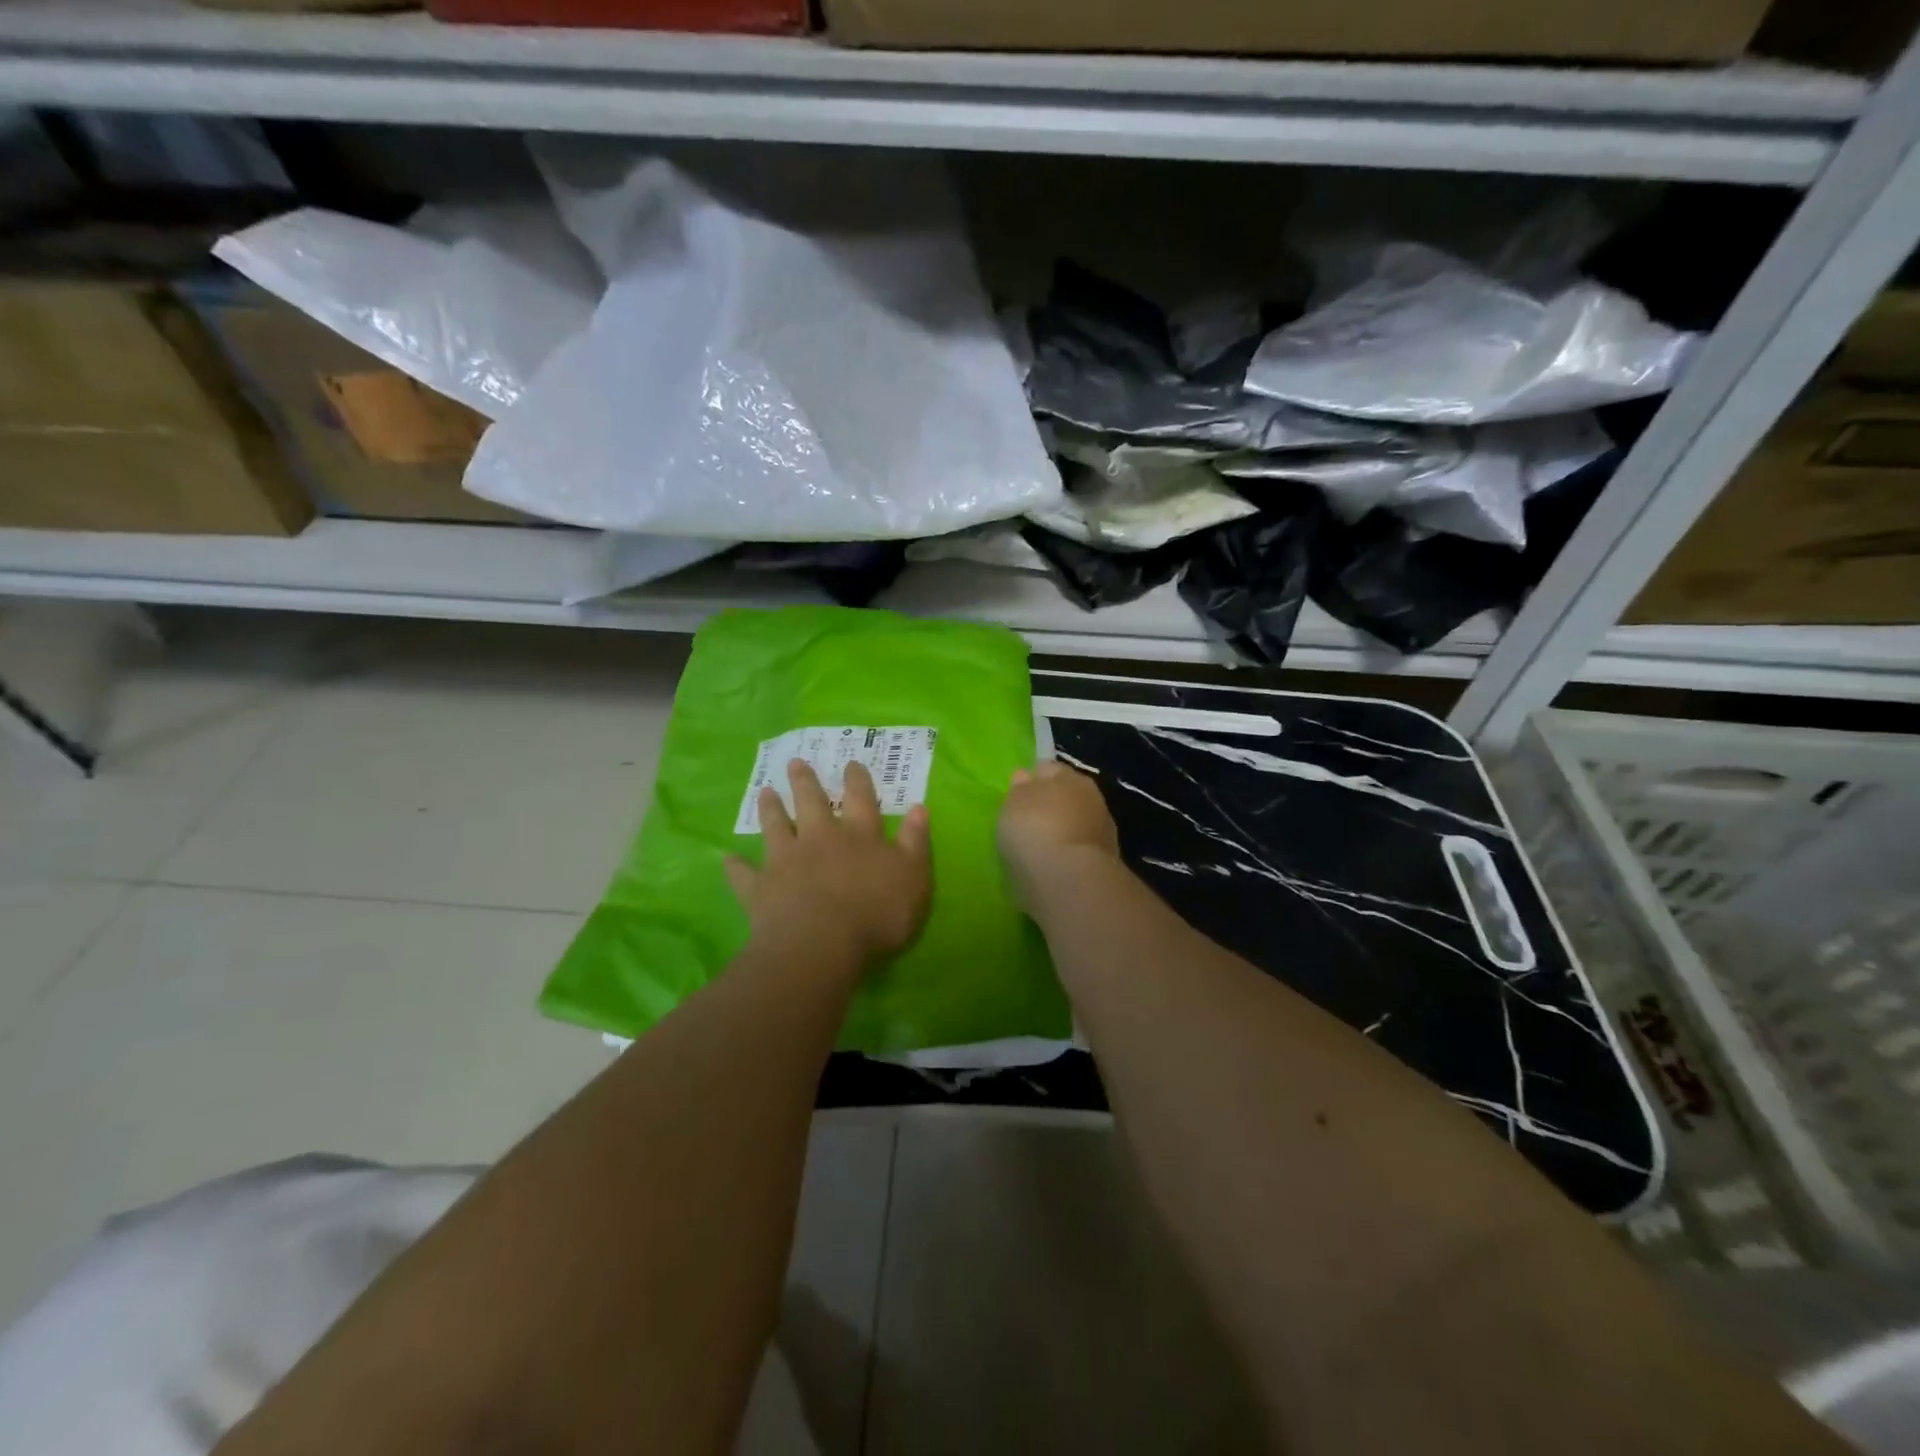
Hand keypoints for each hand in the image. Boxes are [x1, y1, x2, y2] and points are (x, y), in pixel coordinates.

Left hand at [726, 760, 931, 966]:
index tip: (851, 763)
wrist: (820, 944)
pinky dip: (736, 866)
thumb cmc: (877, 913)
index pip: (861, 799)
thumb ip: (916, 841)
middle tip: (795, 762)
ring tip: (765, 792)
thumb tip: (920, 807)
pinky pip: (744, 874)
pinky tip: (727, 858)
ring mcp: (786, 861)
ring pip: (776, 827)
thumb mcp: (913, 877)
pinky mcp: (760, 888)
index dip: (857, 780)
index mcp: (859, 835)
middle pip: (811, 803)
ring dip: (770, 809)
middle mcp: (820, 838)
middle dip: (805, 782)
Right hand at [997, 760, 1119, 908]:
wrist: (1069, 879)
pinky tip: (1053, 867)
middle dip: (1051, 806)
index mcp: (1070, 776)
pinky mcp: (1106, 862)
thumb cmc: (1035, 829)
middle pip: (1066, 796)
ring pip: (1076, 825)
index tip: (1018, 796)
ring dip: (1062, 833)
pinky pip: (1079, 851)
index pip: (1048, 768)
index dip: (1032, 779)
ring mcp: (1103, 831)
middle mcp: (1092, 798)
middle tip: (1028, 823)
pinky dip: (1068, 855)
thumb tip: (1025, 777)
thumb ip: (1019, 788)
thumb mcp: (1014, 803)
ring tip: (1040, 849)